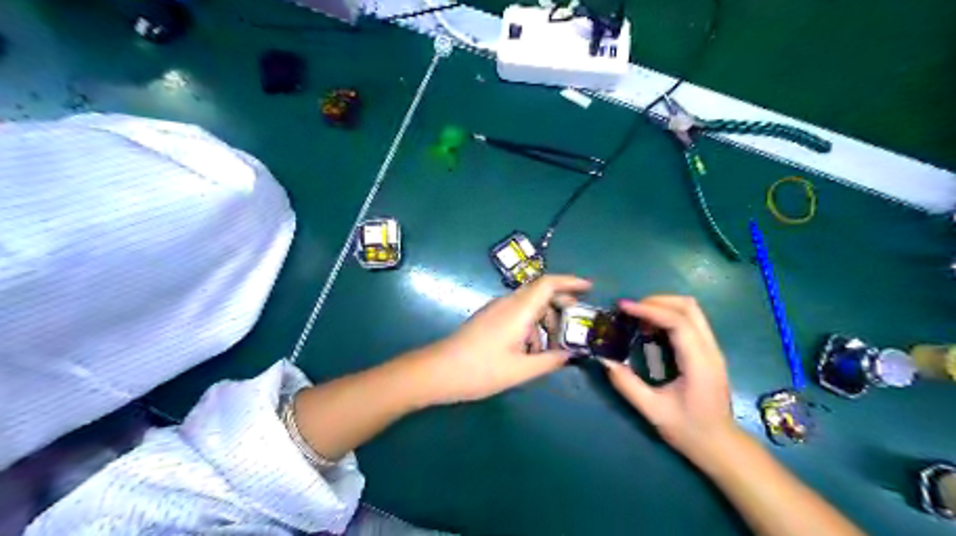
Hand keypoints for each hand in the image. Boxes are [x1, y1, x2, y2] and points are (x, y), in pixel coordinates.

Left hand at [420, 273, 590, 403]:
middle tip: (576, 324)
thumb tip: (571, 354)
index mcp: (518, 310)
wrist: (438, 371)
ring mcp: (495, 309)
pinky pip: (517, 313)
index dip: (570, 282)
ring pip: (528, 304)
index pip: (548, 283)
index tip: (589, 287)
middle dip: (561, 304)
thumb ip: (550, 360)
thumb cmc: (480, 370)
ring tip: (554, 346)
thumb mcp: (521, 370)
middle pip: (540, 292)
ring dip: (545, 319)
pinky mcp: (488, 318)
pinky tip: (532, 349)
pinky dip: (531, 325)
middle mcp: (507, 303)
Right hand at [603, 295, 737, 462]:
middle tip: (630, 310)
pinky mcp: (708, 351)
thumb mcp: (653, 411)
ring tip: (638, 317)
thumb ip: (627, 385)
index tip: (623, 307)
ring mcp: (712, 349)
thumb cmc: (689, 431)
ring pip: (692, 310)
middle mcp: (710, 350)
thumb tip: (604, 361)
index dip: (649, 309)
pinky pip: (691, 321)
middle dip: (656, 301)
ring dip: (663, 306)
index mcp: (699, 363)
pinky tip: (651, 329)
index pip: (677, 322)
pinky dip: (669, 315)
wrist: (721, 446)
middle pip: (688, 307)